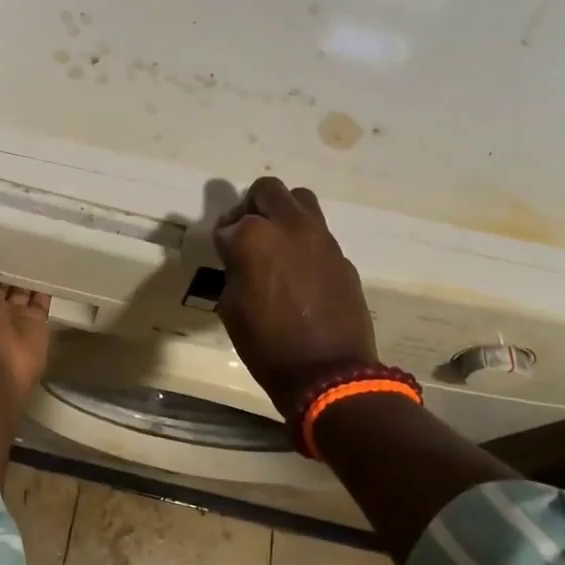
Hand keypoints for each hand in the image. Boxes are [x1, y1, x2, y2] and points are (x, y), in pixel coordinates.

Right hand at [213, 177, 378, 419]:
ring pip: (300, 199)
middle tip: (246, 232)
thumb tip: (241, 258)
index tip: (224, 256)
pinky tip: (300, 271)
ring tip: (276, 241)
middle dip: (251, 206)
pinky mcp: (342, 256)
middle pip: (267, 190)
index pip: (228, 224)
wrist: (329, 373)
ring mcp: (321, 238)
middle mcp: (289, 226)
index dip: (222, 240)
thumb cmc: (267, 345)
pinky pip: (319, 233)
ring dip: (283, 212)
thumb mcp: (230, 307)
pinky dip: (305, 241)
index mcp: (253, 237)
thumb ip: (234, 269)